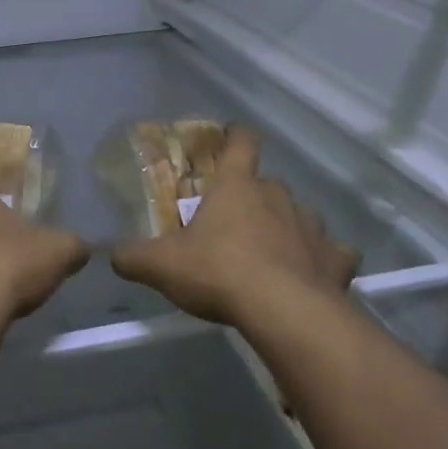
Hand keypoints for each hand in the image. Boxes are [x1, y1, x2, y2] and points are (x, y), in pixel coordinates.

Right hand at [110, 128, 359, 327]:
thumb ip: (133, 256)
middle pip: (267, 184)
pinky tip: (313, 277)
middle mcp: (278, 195)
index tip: (230, 138)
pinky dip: (323, 260)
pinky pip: (333, 253)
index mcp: (237, 187)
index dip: (236, 137)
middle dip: (253, 199)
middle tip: (234, 225)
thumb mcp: (162, 265)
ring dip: (287, 228)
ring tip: (271, 255)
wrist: (284, 312)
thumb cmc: (219, 273)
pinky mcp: (336, 259)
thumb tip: (111, 254)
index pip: (242, 142)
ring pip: (299, 215)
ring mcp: (312, 226)